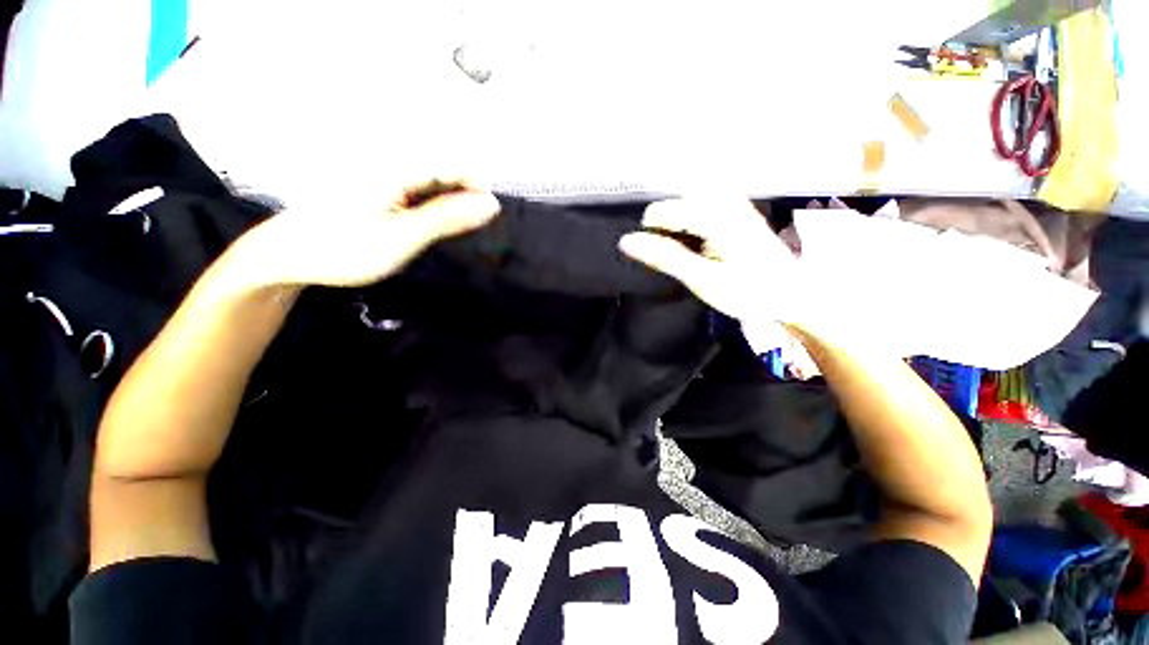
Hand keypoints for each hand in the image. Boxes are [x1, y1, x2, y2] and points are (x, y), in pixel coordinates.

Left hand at [230, 180, 500, 289]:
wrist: (287, 257)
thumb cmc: (343, 249)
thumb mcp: (404, 237)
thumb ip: (448, 218)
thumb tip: (490, 204)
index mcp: (396, 168)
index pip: (454, 164)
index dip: (477, 187)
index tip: (488, 216)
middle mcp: (390, 164)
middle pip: (445, 171)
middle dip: (464, 199)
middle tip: (463, 232)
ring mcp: (383, 176)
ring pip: (433, 183)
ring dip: (449, 206)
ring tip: (441, 233)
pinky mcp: (378, 189)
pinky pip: (417, 192)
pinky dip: (431, 209)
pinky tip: (424, 227)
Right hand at [619, 197, 801, 325]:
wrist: (793, 295)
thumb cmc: (748, 290)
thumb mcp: (701, 278)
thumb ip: (664, 256)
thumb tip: (626, 241)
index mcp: (715, 213)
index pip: (661, 212)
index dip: (651, 236)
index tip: (660, 260)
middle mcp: (724, 198)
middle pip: (673, 205)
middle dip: (665, 230)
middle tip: (680, 260)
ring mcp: (733, 201)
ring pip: (685, 205)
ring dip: (678, 228)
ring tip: (688, 253)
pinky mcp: (738, 209)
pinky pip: (701, 208)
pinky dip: (691, 226)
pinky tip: (699, 244)